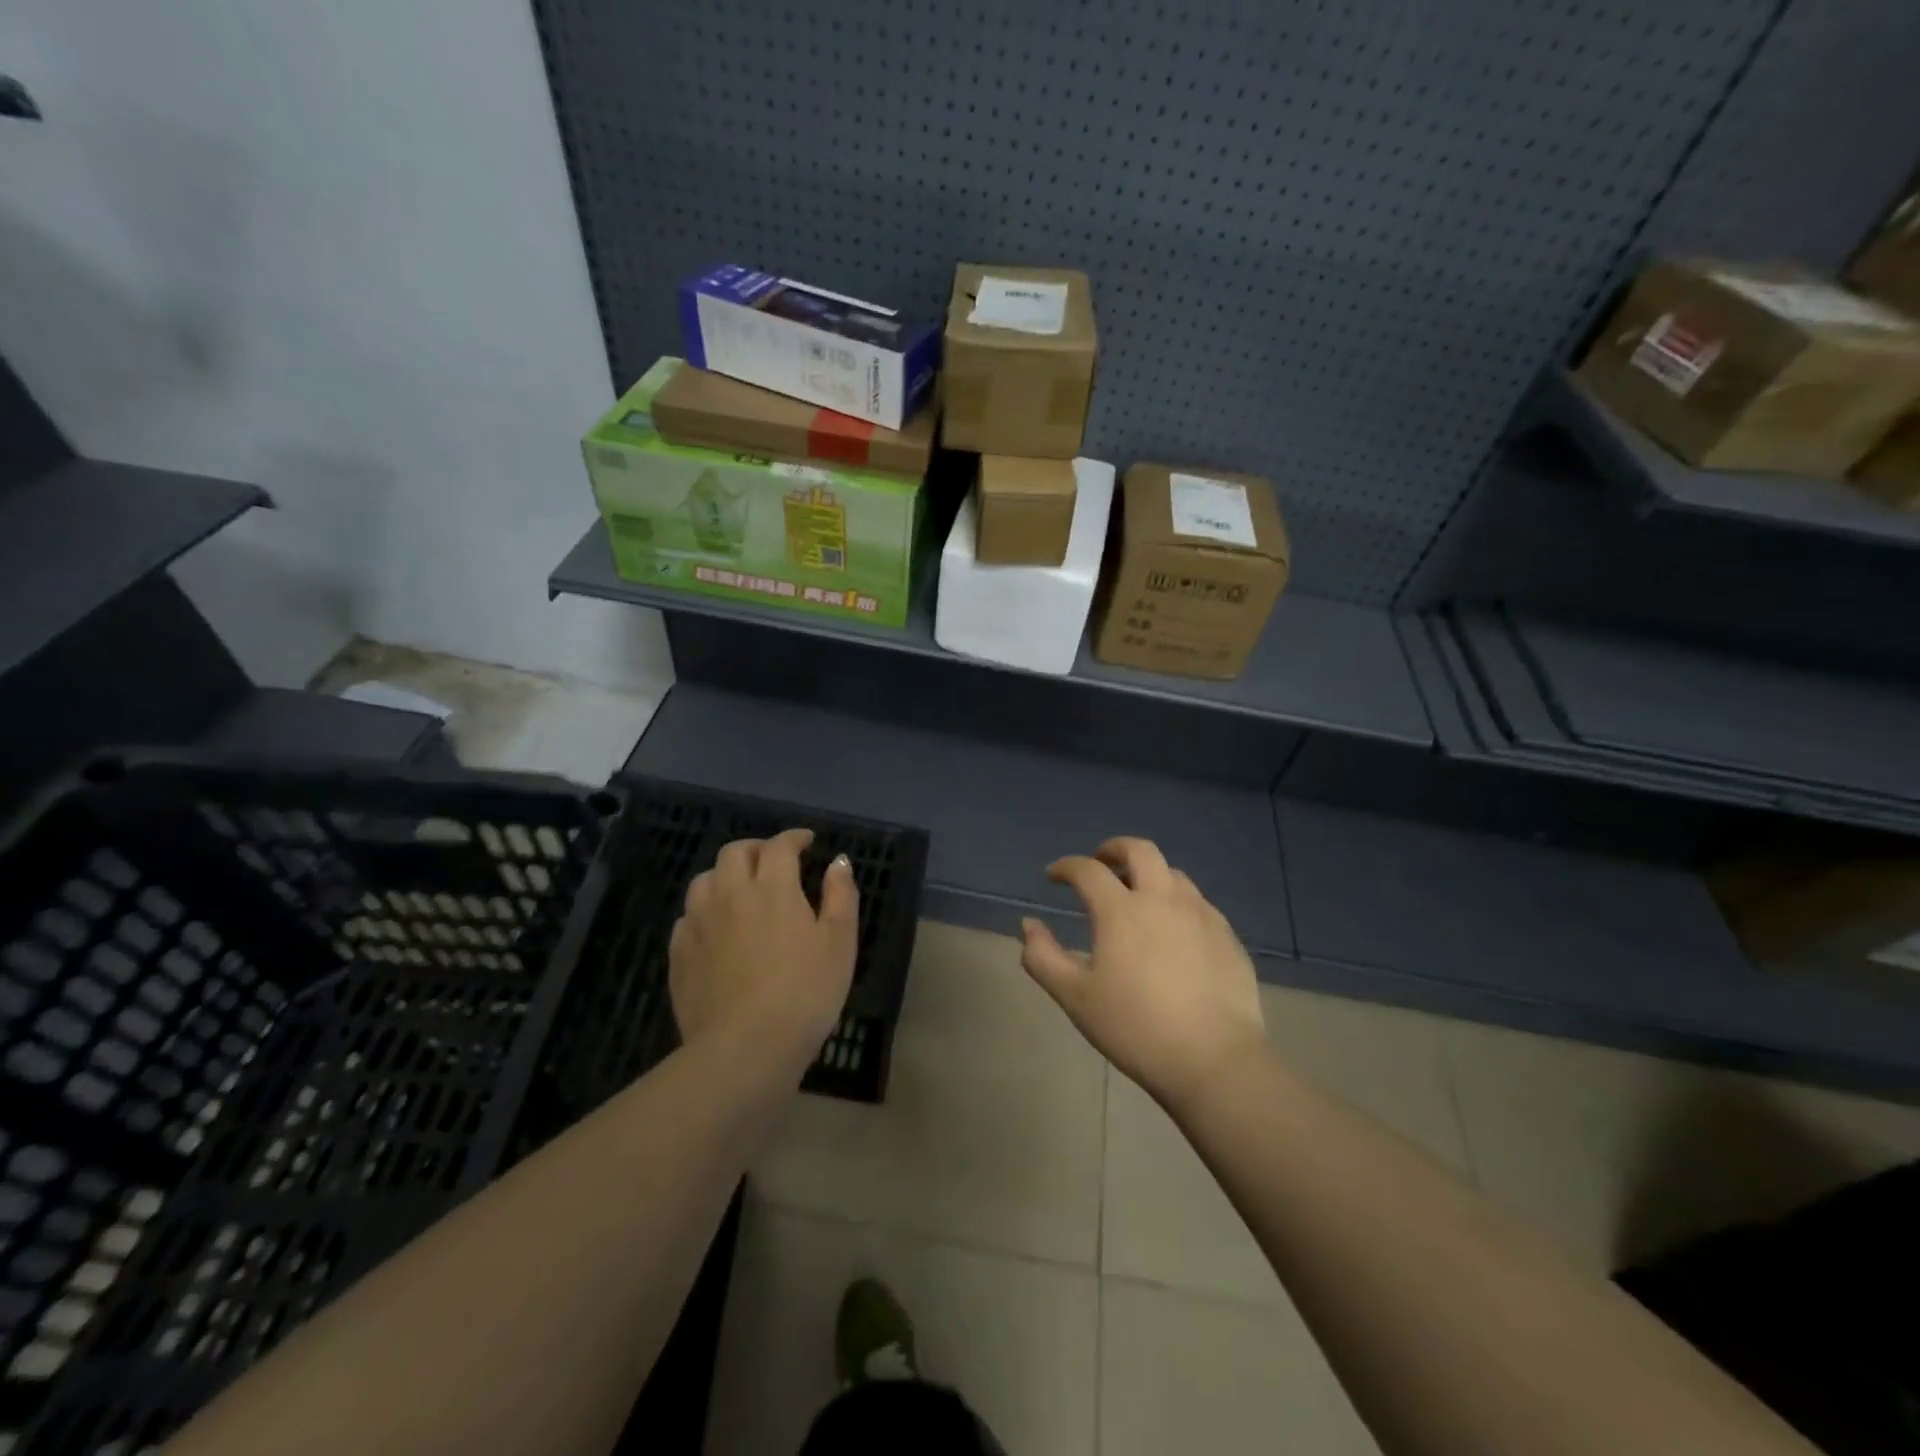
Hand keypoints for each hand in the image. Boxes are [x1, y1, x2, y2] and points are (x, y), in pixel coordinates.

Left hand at [669, 828, 858, 1066]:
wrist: (745, 1048)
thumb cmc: (805, 993)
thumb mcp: (839, 943)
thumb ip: (840, 896)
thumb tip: (838, 861)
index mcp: (772, 887)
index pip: (779, 845)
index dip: (794, 837)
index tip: (807, 842)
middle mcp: (730, 894)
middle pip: (734, 853)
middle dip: (756, 848)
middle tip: (773, 861)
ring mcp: (699, 924)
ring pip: (704, 880)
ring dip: (724, 875)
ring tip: (741, 890)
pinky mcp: (679, 954)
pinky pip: (687, 917)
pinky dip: (704, 911)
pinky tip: (715, 928)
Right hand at [1020, 837, 1265, 1111]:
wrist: (1213, 1060)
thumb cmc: (1135, 1027)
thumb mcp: (1075, 997)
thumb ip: (1043, 957)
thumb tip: (1029, 925)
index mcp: (1121, 910)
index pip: (1087, 870)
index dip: (1066, 867)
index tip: (1054, 875)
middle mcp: (1162, 899)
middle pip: (1139, 850)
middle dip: (1114, 848)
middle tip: (1101, 862)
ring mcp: (1200, 914)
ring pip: (1173, 874)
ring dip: (1149, 874)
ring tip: (1138, 897)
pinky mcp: (1227, 935)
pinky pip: (1198, 902)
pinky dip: (1176, 901)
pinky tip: (1174, 930)